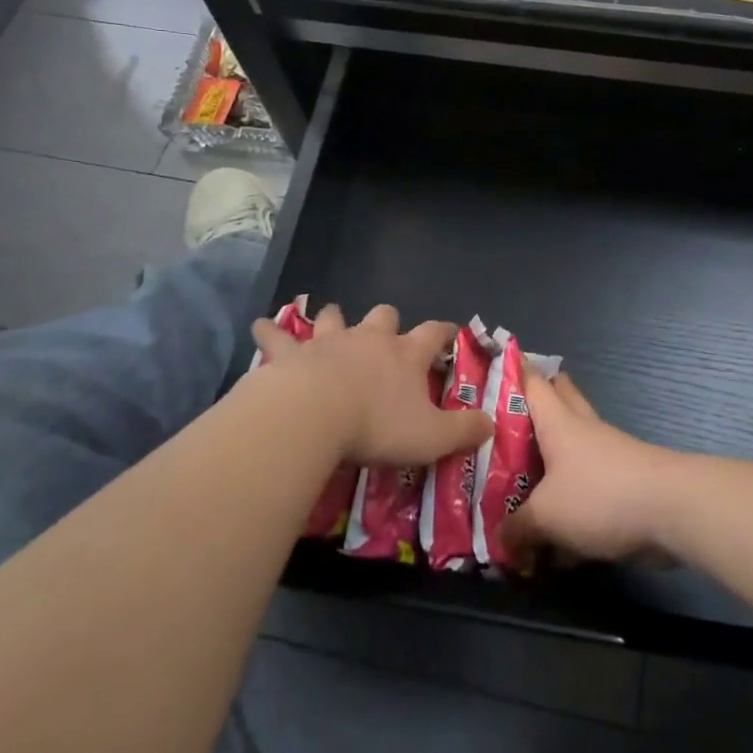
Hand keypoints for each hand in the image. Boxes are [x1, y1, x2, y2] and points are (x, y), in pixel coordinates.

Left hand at [250, 304, 491, 468]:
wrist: (313, 416)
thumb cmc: (376, 426)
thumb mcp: (431, 437)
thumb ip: (464, 430)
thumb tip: (491, 423)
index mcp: (405, 355)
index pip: (434, 333)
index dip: (444, 331)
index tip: (450, 332)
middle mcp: (369, 339)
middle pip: (384, 315)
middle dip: (388, 320)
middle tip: (385, 333)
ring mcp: (329, 341)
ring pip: (335, 317)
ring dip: (334, 319)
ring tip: (331, 322)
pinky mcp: (291, 353)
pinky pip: (278, 336)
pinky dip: (270, 332)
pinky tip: (261, 327)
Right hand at [500, 370, 677, 566]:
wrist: (671, 510)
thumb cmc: (600, 495)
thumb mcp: (546, 516)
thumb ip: (517, 528)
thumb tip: (501, 541)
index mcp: (557, 422)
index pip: (531, 380)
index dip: (511, 369)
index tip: (488, 366)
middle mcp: (581, 429)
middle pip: (557, 400)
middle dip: (534, 405)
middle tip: (504, 420)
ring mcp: (606, 453)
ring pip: (571, 446)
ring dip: (550, 459)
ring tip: (520, 481)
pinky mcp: (622, 482)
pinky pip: (586, 484)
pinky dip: (569, 501)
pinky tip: (555, 536)